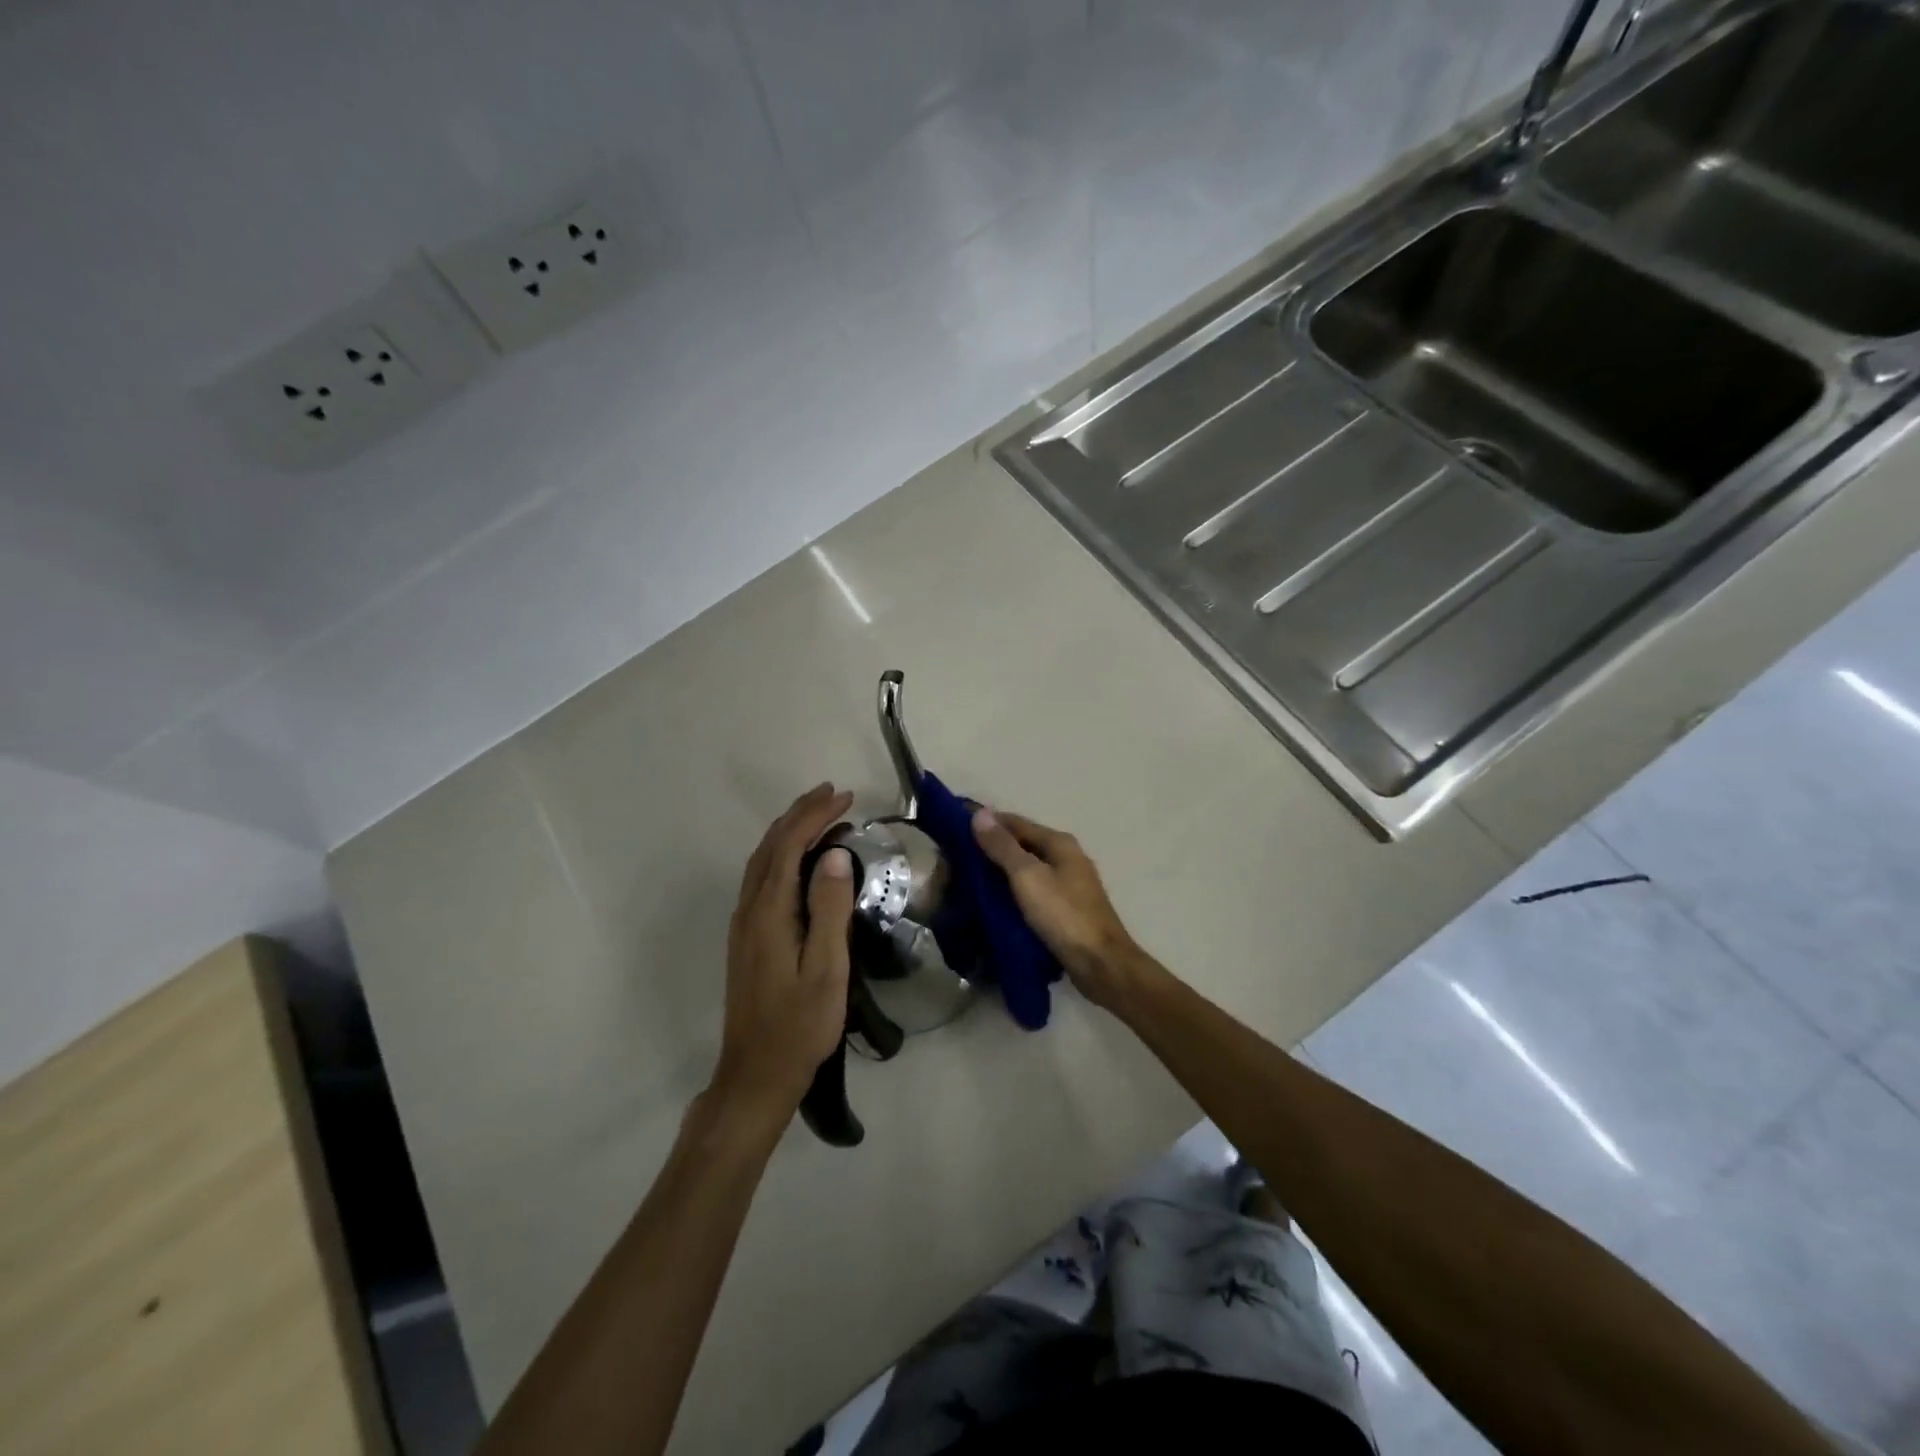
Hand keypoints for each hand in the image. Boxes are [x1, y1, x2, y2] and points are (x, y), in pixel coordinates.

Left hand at [711, 784, 856, 1124]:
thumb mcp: (826, 970)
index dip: (815, 816)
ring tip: (819, 814)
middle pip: (770, 846)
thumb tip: (835, 854)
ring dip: (789, 831)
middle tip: (833, 794)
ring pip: (762, 861)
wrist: (756, 1074)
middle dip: (800, 814)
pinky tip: (800, 859)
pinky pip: (763, 878)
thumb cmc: (799, 1026)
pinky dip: (782, 853)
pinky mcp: (747, 938)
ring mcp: (744, 924)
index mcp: (769, 913)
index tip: (846, 797)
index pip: (789, 846)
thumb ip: (830, 910)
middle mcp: (750, 910)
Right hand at [970, 808, 1165, 1012]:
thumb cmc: (1063, 915)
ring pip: (1026, 870)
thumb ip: (1003, 846)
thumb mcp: (1027, 877)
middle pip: (1022, 845)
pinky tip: (994, 903)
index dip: (986, 823)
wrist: (1100, 964)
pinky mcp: (1065, 909)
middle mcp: (1066, 857)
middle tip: (956, 860)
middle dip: (991, 849)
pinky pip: (1032, 891)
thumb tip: (979, 813)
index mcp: (1059, 843)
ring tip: (968, 881)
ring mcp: (1068, 884)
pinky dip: (1013, 892)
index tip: (954, 829)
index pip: (1015, 823)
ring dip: (1000, 872)